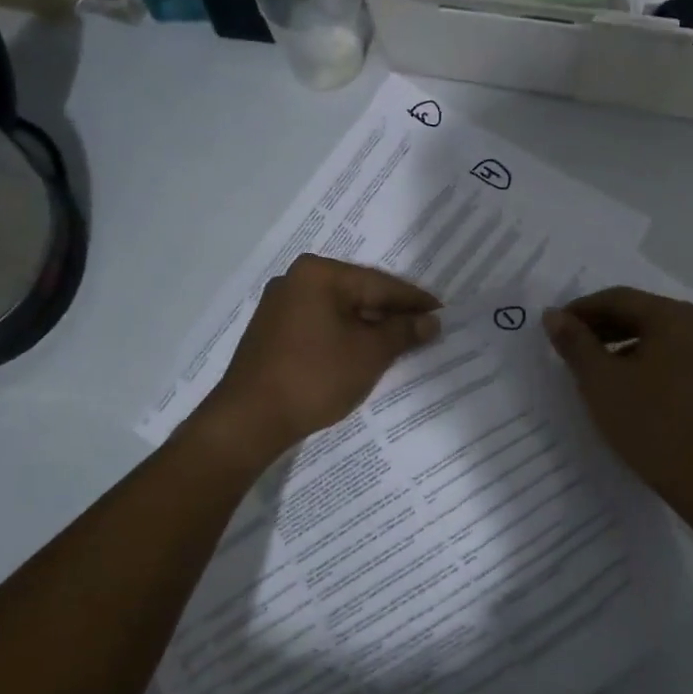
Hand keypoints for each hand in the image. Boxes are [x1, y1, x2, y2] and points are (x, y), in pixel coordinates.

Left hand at [195, 254, 439, 463]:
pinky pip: (320, 325)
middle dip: (391, 313)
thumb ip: (403, 332)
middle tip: (426, 328)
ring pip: (339, 311)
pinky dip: (345, 336)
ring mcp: (279, 306)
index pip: (379, 284)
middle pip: (358, 293)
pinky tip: (364, 352)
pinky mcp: (272, 331)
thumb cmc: (315, 377)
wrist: (250, 419)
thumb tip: (431, 321)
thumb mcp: (369, 353)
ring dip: (369, 327)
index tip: (443, 313)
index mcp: (318, 274)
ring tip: (401, 343)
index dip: (414, 301)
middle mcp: (295, 280)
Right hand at [544, 288, 692, 518]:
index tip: (554, 326)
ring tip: (593, 364)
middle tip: (569, 344)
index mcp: (673, 318)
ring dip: (622, 342)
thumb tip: (553, 315)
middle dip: (602, 325)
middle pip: (641, 313)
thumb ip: (575, 343)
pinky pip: (674, 356)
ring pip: (658, 336)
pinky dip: (645, 359)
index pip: (618, 298)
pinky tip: (627, 383)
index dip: (581, 309)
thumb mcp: (600, 381)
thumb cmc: (649, 425)